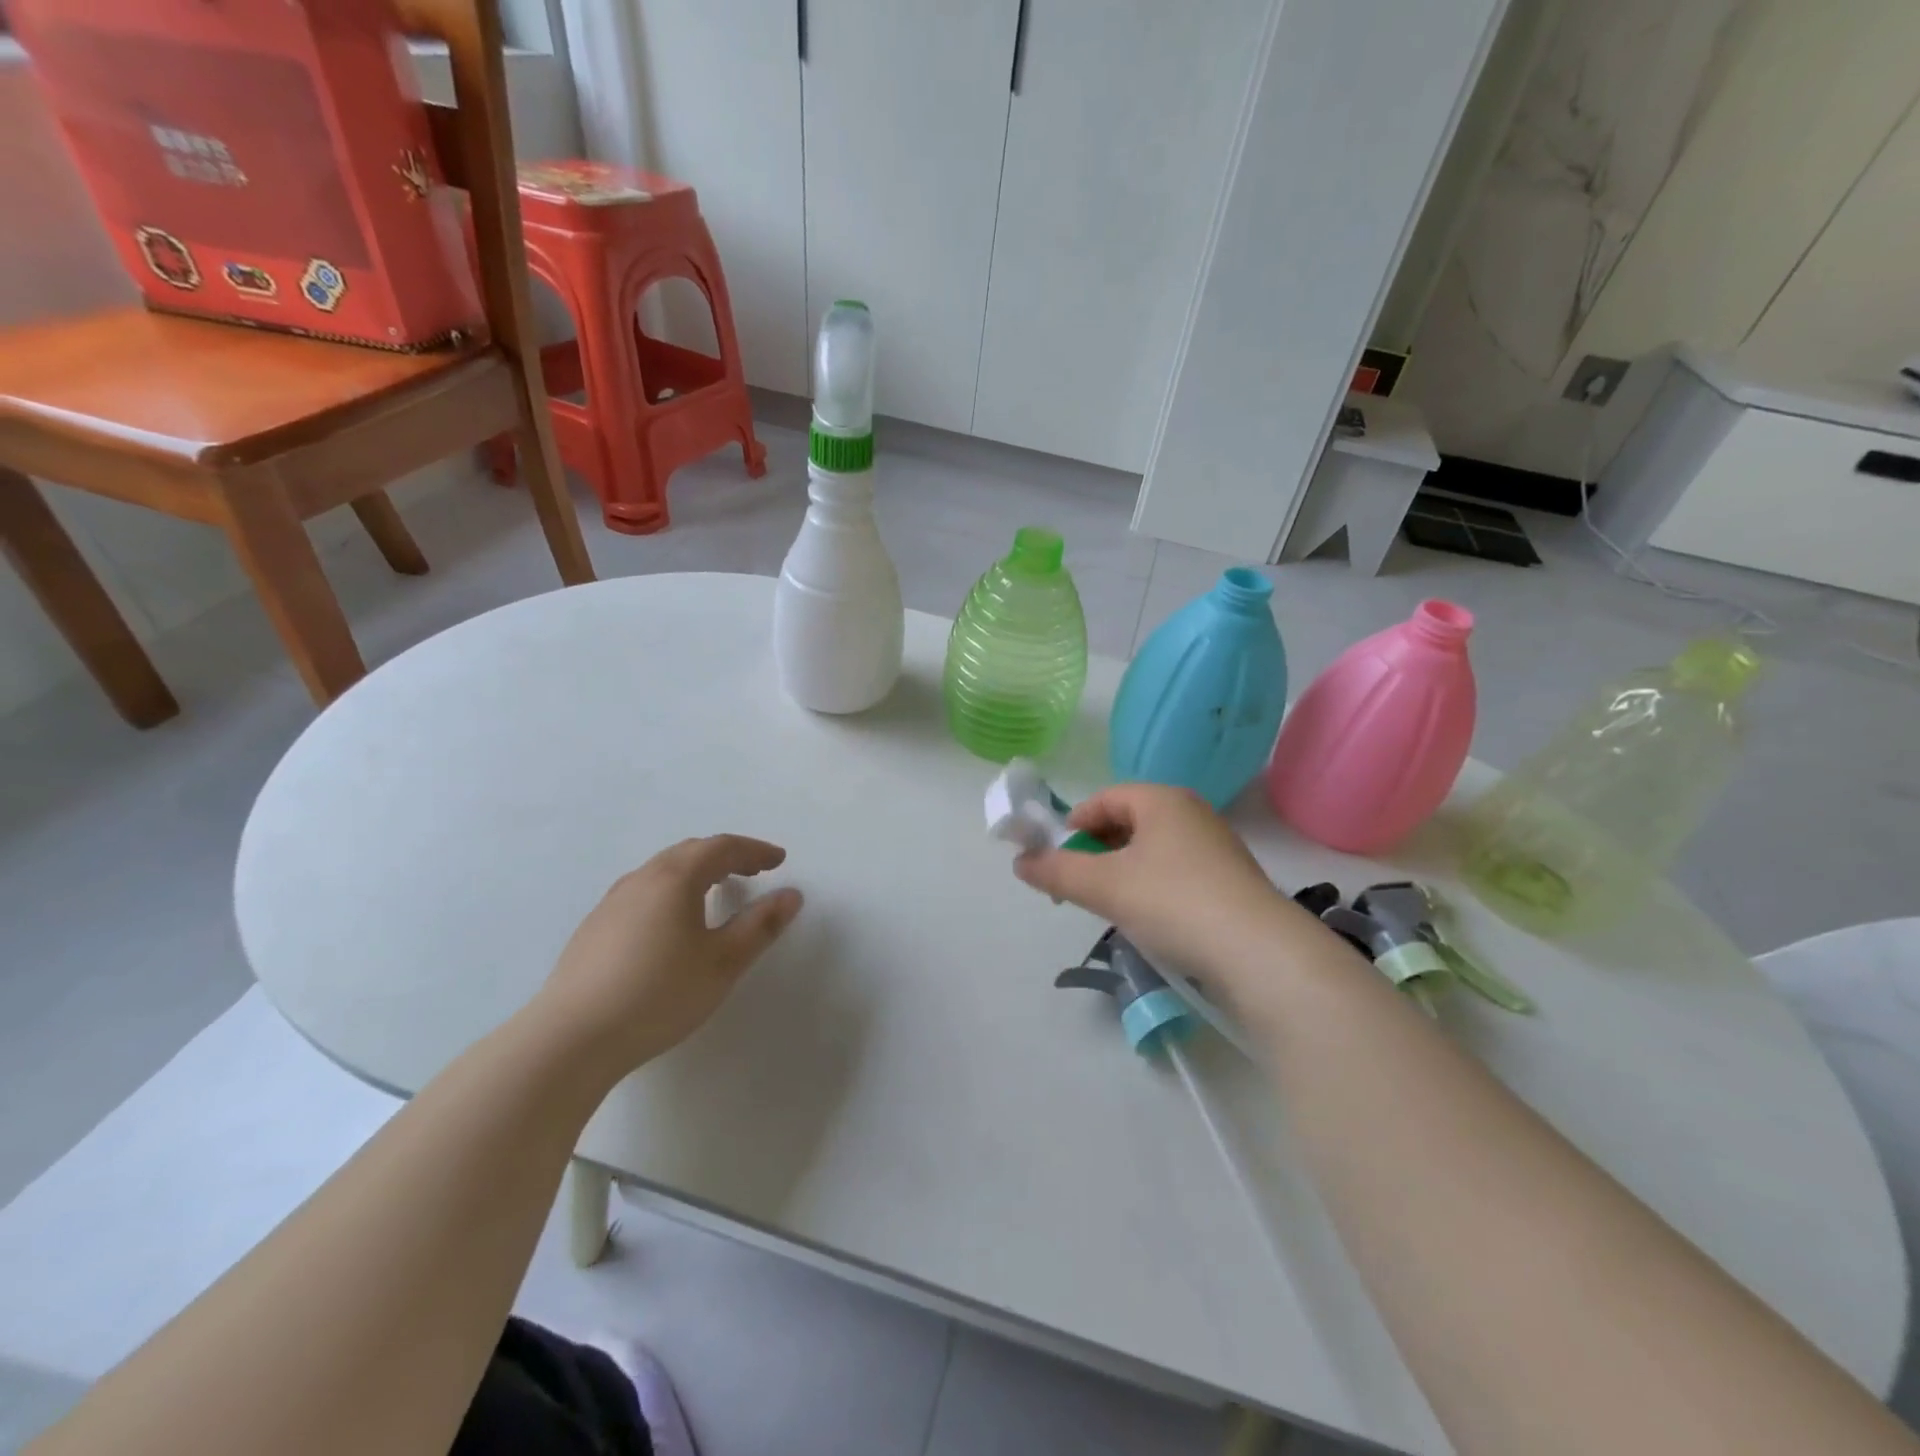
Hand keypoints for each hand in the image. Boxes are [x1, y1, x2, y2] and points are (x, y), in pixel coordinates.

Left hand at [534, 835, 803, 1076]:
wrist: (570, 1038)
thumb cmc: (658, 995)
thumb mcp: (722, 963)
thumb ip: (761, 926)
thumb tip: (791, 895)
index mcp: (675, 879)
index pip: (722, 848)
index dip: (754, 851)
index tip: (779, 861)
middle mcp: (641, 879)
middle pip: (690, 852)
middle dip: (727, 856)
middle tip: (754, 871)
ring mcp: (612, 902)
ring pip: (663, 871)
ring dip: (697, 872)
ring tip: (717, 892)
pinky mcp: (594, 928)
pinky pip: (643, 892)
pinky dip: (672, 891)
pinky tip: (673, 923)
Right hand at [1014, 784, 1316, 987]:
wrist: (1259, 953)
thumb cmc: (1173, 902)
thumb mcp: (1104, 886)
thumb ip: (1057, 871)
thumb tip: (1020, 862)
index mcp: (1162, 800)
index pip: (1104, 799)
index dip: (1072, 825)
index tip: (1054, 859)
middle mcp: (1192, 813)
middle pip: (1128, 823)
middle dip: (1095, 852)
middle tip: (1077, 887)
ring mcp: (1216, 847)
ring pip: (1152, 851)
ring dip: (1123, 873)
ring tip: (1110, 906)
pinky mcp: (1231, 882)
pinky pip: (1176, 873)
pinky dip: (1152, 888)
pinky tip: (1150, 920)